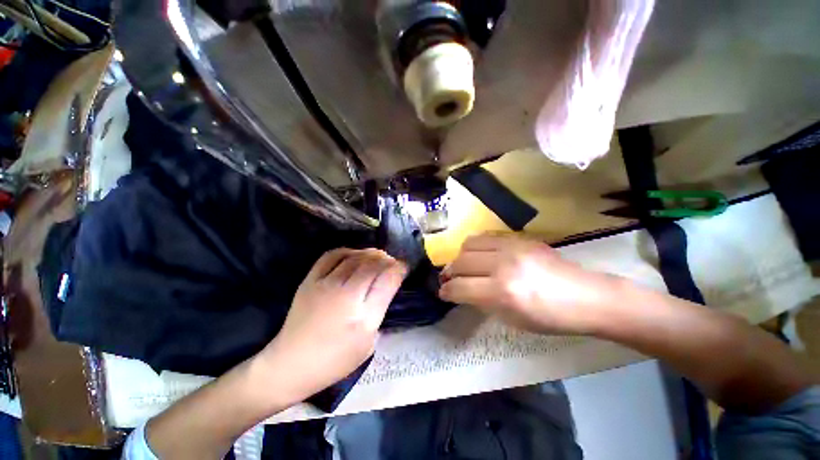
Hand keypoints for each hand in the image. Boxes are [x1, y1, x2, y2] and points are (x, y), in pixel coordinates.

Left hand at [256, 248, 406, 404]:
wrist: (290, 364)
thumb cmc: (335, 361)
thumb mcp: (369, 344)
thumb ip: (380, 312)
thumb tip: (385, 287)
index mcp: (364, 317)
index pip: (388, 280)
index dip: (399, 268)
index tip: (403, 267)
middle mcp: (346, 295)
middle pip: (373, 264)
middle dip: (387, 259)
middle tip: (391, 262)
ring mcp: (326, 284)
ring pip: (355, 257)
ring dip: (370, 253)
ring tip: (376, 257)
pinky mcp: (310, 280)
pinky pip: (332, 255)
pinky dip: (348, 251)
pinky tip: (354, 255)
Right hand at [439, 234, 616, 334]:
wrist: (586, 297)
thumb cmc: (550, 318)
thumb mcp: (511, 320)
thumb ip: (482, 302)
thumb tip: (461, 291)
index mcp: (503, 293)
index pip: (460, 287)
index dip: (447, 291)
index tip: (442, 292)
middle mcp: (503, 265)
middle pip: (461, 262)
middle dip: (450, 272)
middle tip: (449, 279)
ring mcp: (512, 247)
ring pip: (469, 243)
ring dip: (461, 256)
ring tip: (464, 264)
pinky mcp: (519, 238)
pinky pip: (486, 236)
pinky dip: (476, 246)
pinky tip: (480, 255)